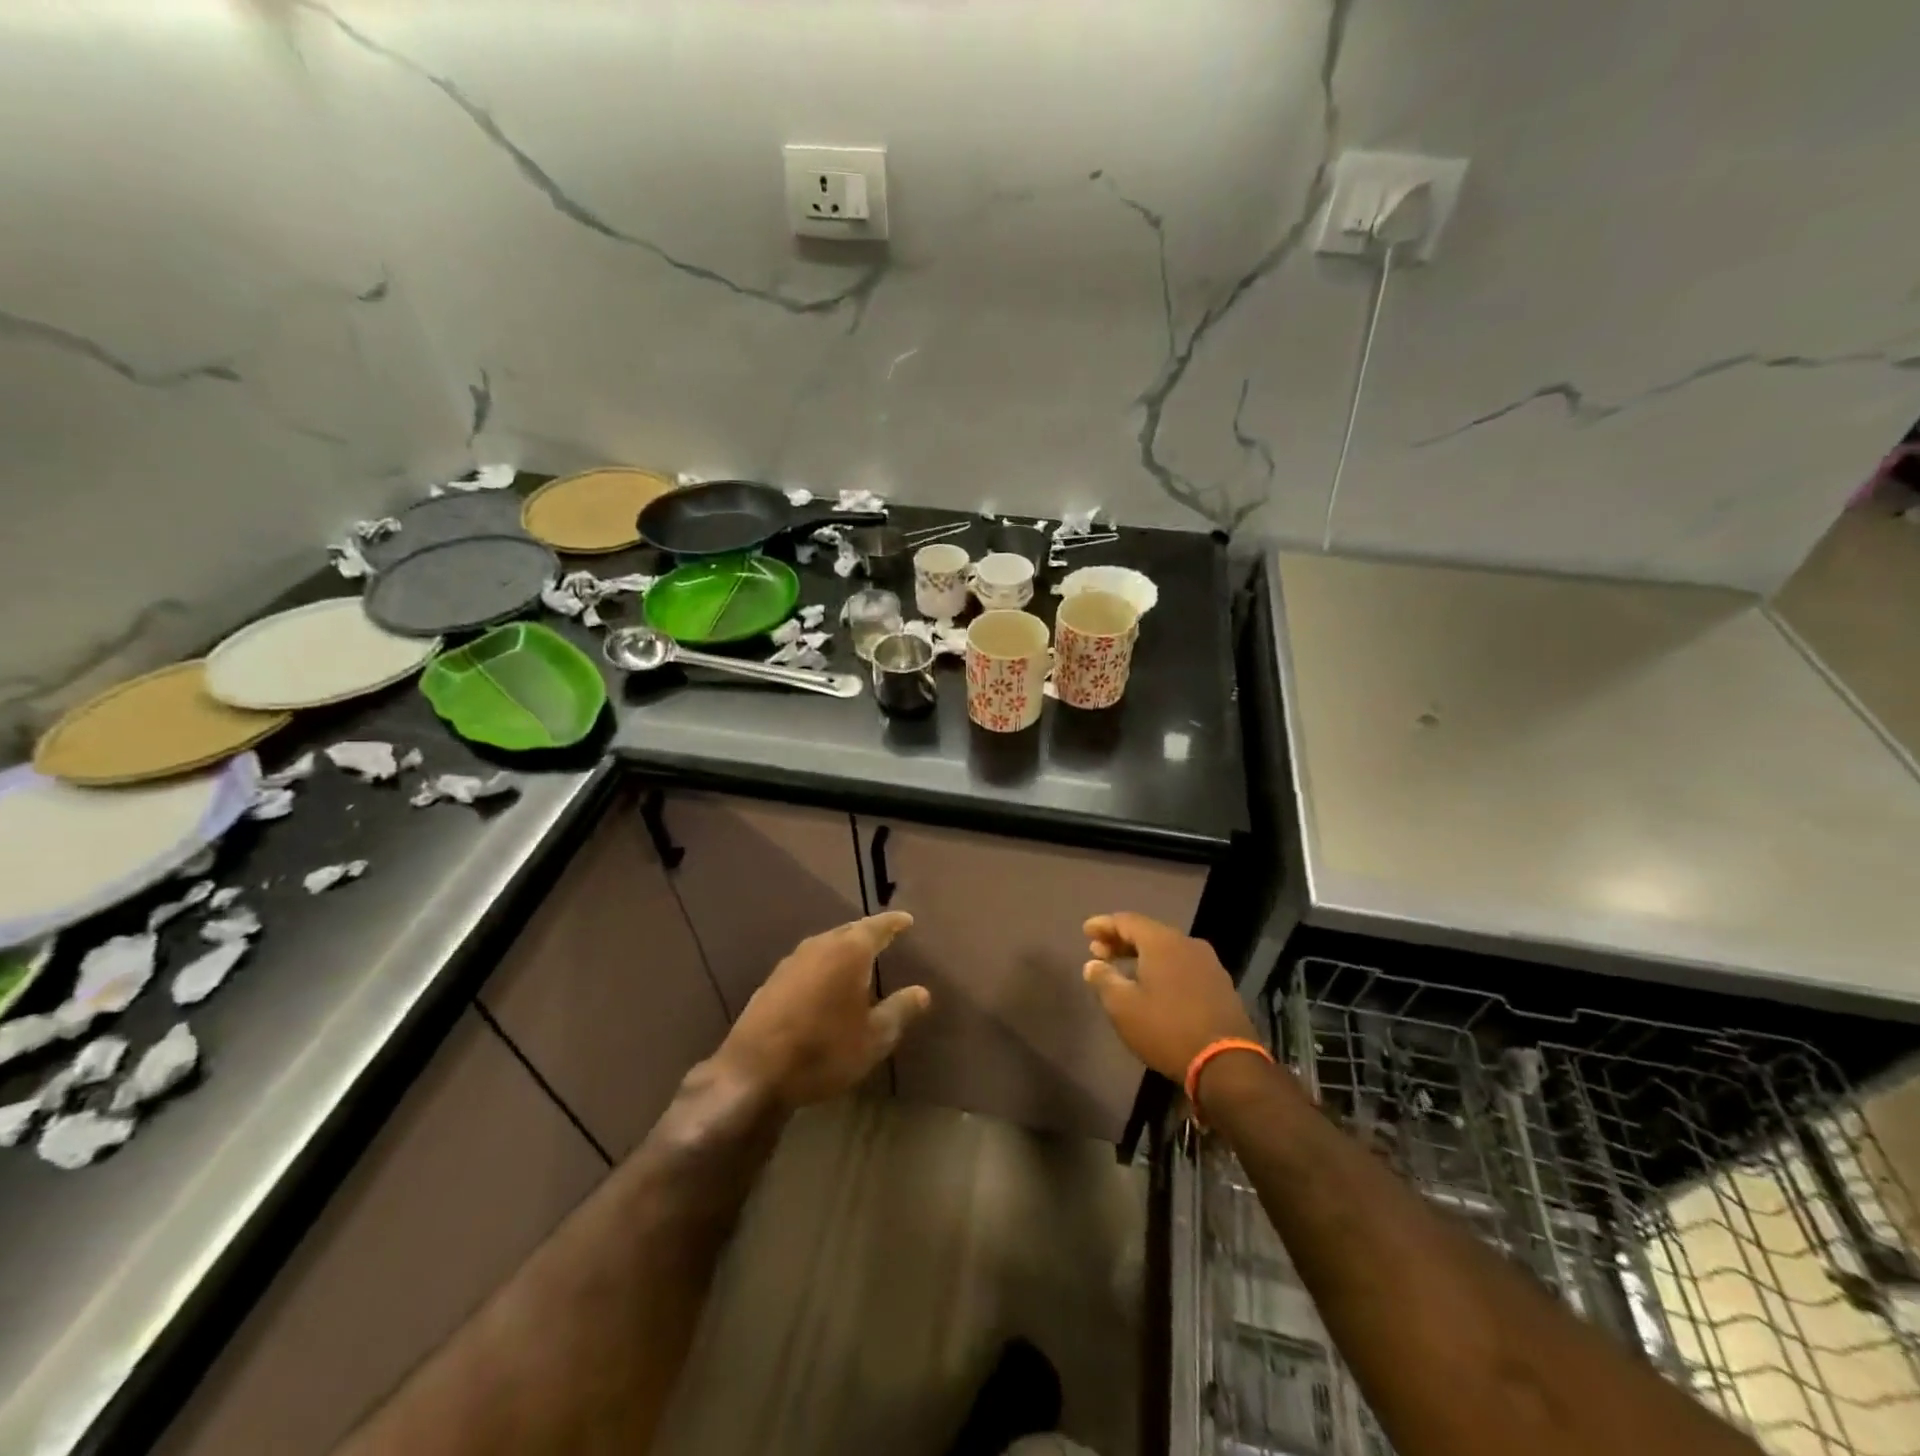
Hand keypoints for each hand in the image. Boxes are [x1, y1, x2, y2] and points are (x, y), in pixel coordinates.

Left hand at [713, 912, 929, 1107]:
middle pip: (849, 931)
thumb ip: (900, 1010)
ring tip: (857, 958)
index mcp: (849, 952)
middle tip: (884, 937)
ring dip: (842, 949)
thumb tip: (922, 991)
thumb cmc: (824, 1051)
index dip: (893, 923)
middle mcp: (819, 946)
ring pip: (825, 945)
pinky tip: (825, 982)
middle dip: (867, 933)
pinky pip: (807, 962)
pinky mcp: (771, 982)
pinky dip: (823, 965)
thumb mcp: (874, 1038)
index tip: (907, 920)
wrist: (754, 1073)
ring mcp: (791, 962)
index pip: (877, 927)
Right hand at [1082, 913, 1256, 1081]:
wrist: (1227, 1064)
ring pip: (1167, 949)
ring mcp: (1208, 963)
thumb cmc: (1167, 1029)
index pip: (1126, 921)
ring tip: (1122, 968)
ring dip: (1141, 954)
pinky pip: (1182, 964)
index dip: (1103, 925)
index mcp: (1162, 942)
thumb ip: (1104, 979)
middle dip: (1121, 940)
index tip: (1086, 931)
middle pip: (1148, 932)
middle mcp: (1187, 943)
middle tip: (1099, 952)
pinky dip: (1162, 967)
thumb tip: (1093, 964)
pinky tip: (1152, 984)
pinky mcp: (1219, 984)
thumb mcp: (1123, 1007)